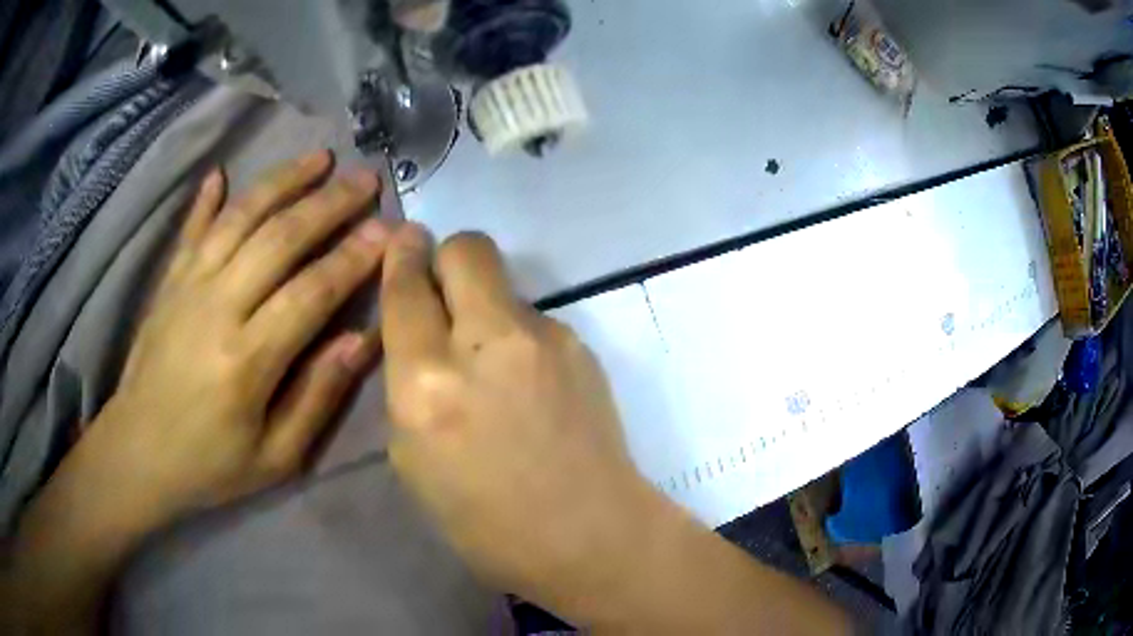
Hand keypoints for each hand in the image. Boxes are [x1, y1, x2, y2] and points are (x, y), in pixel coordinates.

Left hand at [80, 151, 387, 525]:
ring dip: (281, 182)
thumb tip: (362, 339)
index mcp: (247, 360)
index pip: (311, 292)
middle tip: (366, 179)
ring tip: (318, 158)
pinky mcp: (167, 283)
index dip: (352, 258)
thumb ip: (317, 397)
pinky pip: (191, 229)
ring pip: (239, 218)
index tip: (388, 229)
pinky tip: (222, 172)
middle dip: (328, 204)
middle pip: (278, 239)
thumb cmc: (210, 464)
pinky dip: (207, 199)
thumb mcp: (275, 457)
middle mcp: (216, 308)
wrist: (137, 454)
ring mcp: (187, 287)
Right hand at [381, 227, 852, 633]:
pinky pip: (535, 320)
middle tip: (442, 285)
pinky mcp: (582, 346)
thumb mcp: (413, 461)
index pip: (406, 290)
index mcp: (429, 385)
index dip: (400, 257)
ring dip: (485, 307)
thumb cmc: (486, 523)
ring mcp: (545, 339)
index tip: (402, 241)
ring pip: (504, 285)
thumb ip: (409, 387)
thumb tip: (419, 335)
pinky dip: (519, 338)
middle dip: (446, 254)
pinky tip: (531, 386)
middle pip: (466, 248)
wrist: (591, 535)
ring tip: (494, 365)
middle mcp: (487, 345)